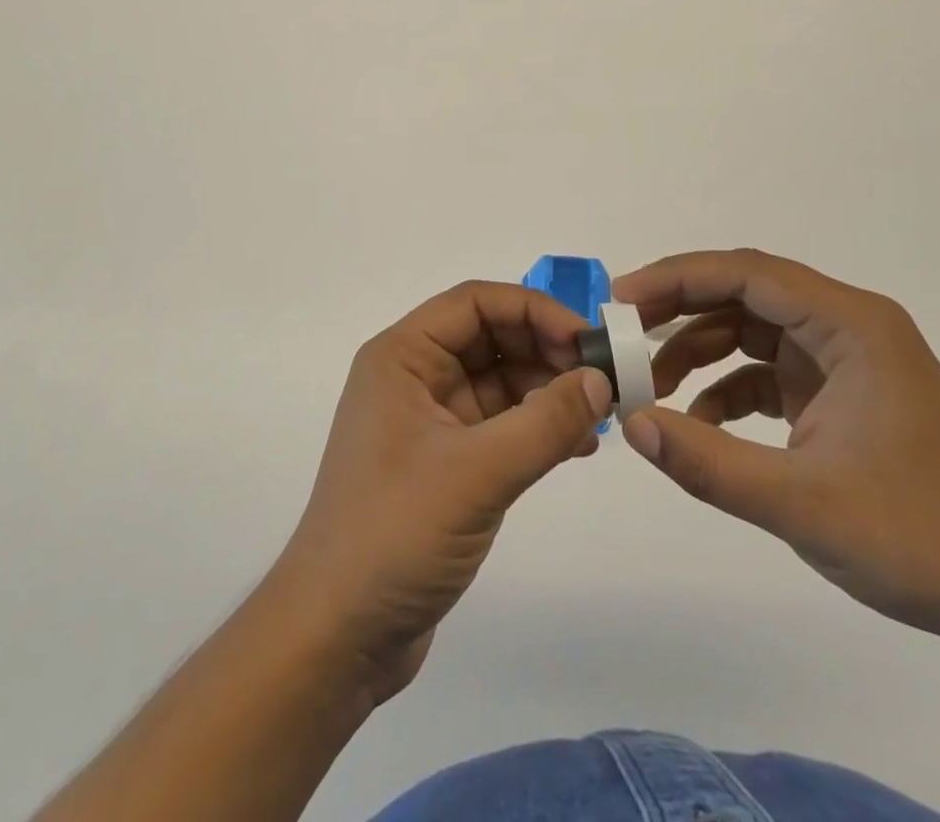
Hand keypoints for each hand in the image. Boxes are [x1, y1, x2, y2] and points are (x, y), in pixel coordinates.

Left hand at [270, 281, 611, 703]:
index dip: (534, 311)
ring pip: (500, 381)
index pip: (475, 302)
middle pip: (491, 337)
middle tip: (603, 379)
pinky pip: (501, 424)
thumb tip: (601, 380)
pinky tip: (579, 445)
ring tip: (600, 415)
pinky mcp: (446, 463)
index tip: (587, 342)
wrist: (336, 638)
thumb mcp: (476, 473)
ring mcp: (430, 421)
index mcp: (403, 357)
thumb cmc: (393, 534)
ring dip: (549, 390)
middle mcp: (414, 377)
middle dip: (547, 350)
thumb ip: (545, 422)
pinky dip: (538, 427)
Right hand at [613, 249, 939, 645]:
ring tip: (653, 386)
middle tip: (624, 334)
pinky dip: (727, 388)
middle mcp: (848, 326)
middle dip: (681, 310)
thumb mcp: (800, 502)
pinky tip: (700, 424)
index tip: (623, 300)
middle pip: (746, 293)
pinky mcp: (840, 392)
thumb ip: (707, 461)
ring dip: (699, 351)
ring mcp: (845, 359)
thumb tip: (631, 423)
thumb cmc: (916, 538)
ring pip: (752, 330)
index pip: (749, 273)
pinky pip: (768, 370)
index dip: (679, 277)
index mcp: (852, 325)